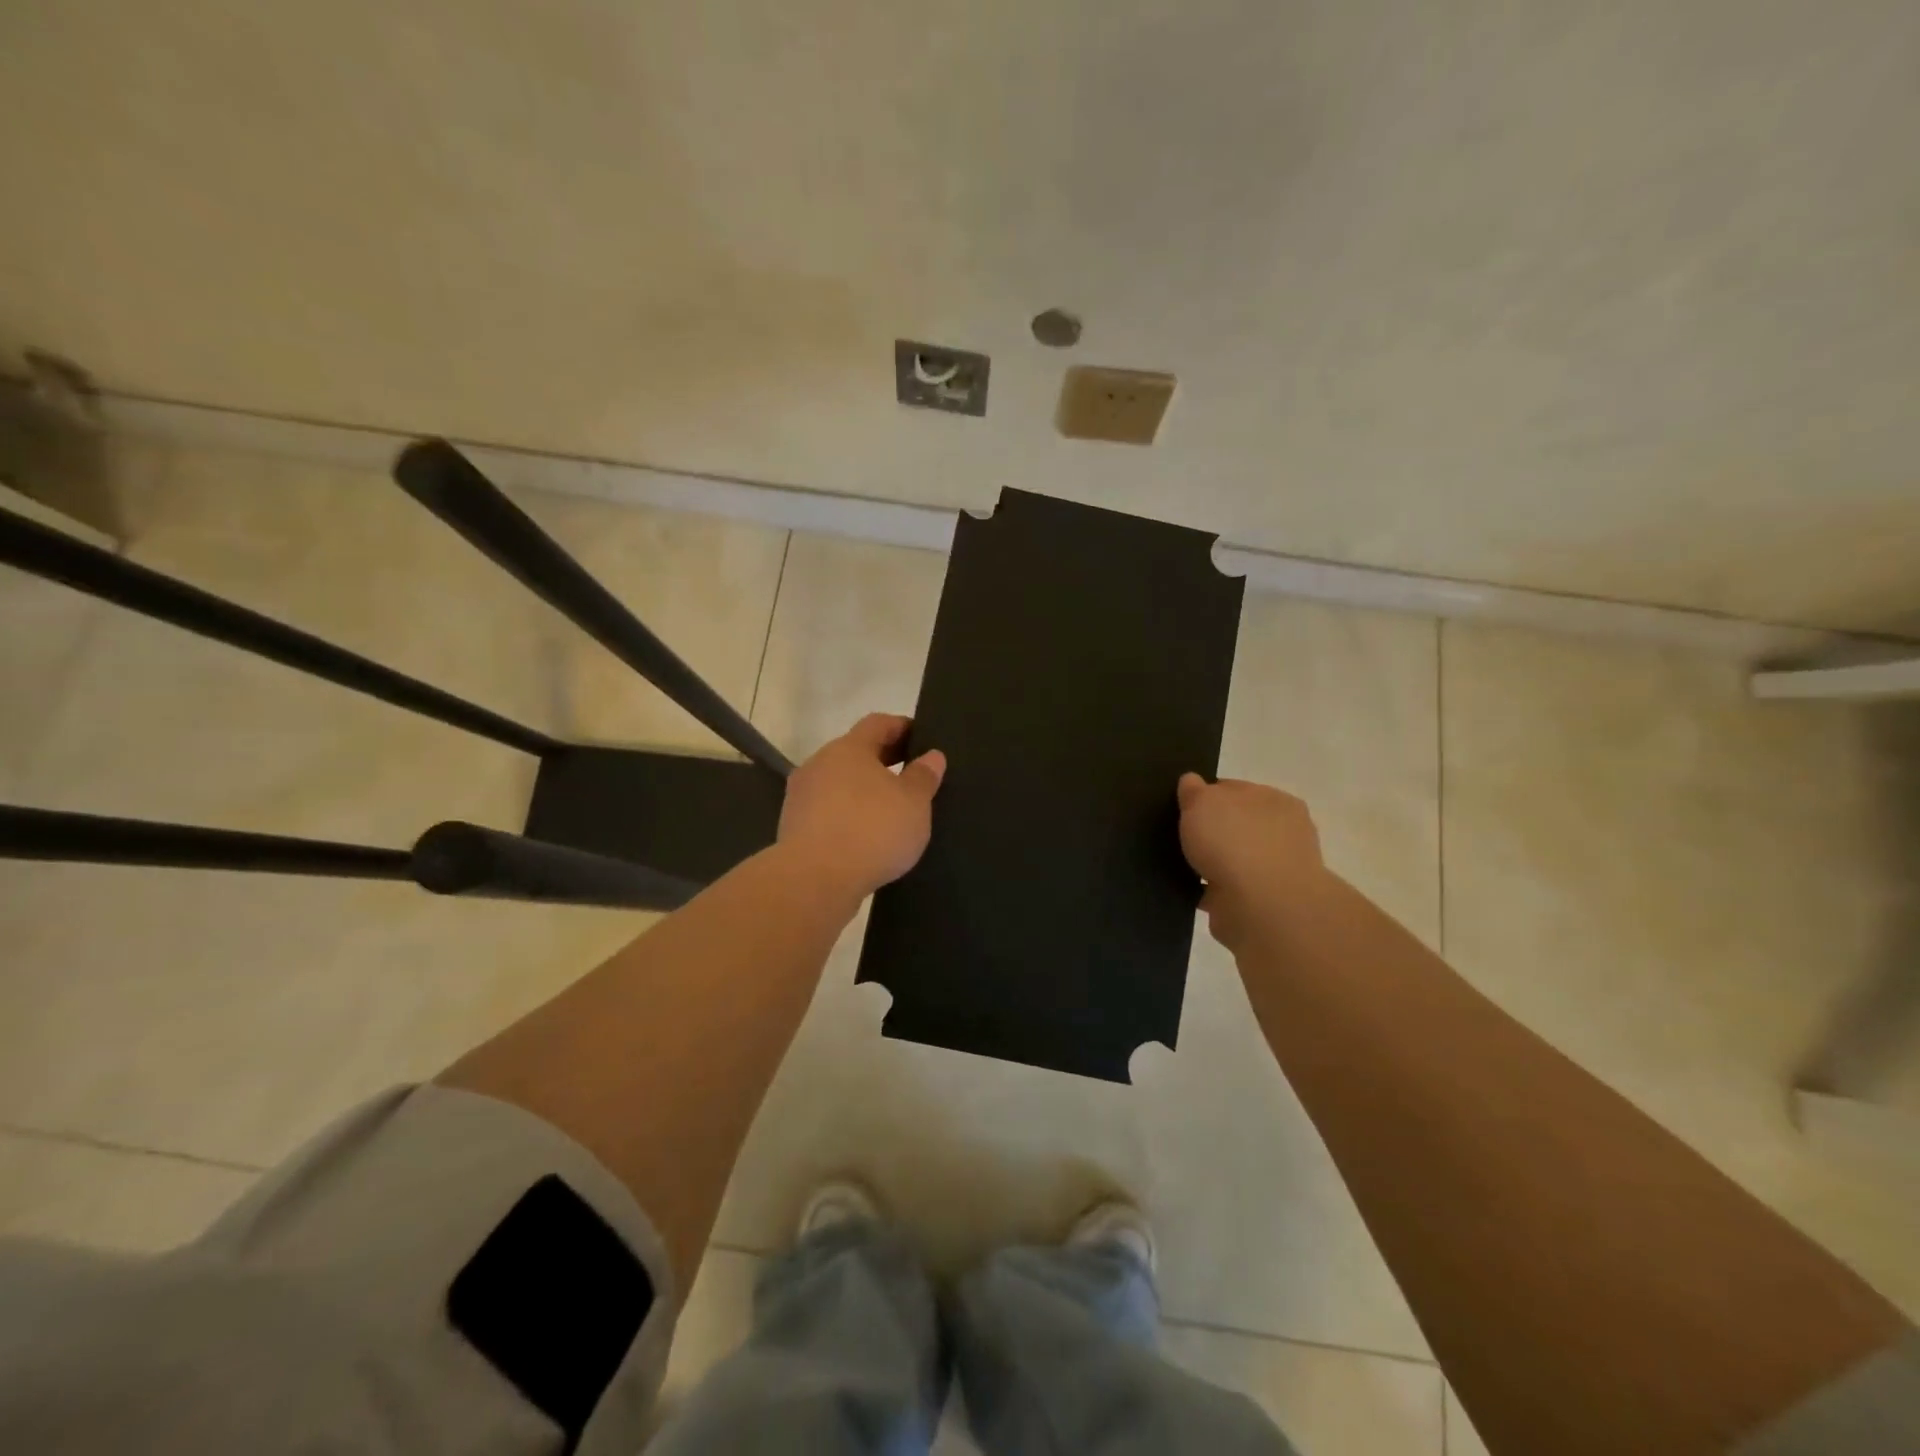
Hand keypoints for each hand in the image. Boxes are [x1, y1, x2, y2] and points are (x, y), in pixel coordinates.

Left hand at [778, 714, 946, 901]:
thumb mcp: (914, 803)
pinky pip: (827, 812)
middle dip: (882, 761)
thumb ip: (923, 776)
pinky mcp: (792, 827)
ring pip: (838, 783)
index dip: (901, 726)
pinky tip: (865, 836)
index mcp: (849, 748)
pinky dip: (847, 816)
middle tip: (910, 775)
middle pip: (855, 752)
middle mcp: (819, 763)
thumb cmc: (871, 830)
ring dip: (862, 791)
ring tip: (889, 810)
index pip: (877, 723)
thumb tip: (932, 756)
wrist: (814, 880)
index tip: (921, 738)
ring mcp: (801, 796)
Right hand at [1176, 773, 1327, 950]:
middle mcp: (1281, 833)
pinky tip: (1188, 889)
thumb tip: (1191, 782)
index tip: (1182, 807)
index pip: (1235, 789)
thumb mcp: (1202, 801)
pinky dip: (1211, 890)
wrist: (1261, 906)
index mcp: (1274, 800)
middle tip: (1177, 835)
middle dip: (1212, 831)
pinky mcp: (1261, 904)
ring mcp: (1274, 871)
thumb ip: (1194, 790)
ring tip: (1177, 864)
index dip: (1206, 795)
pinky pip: (1227, 890)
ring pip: (1233, 859)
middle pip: (1236, 824)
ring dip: (1212, 863)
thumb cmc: (1234, 841)